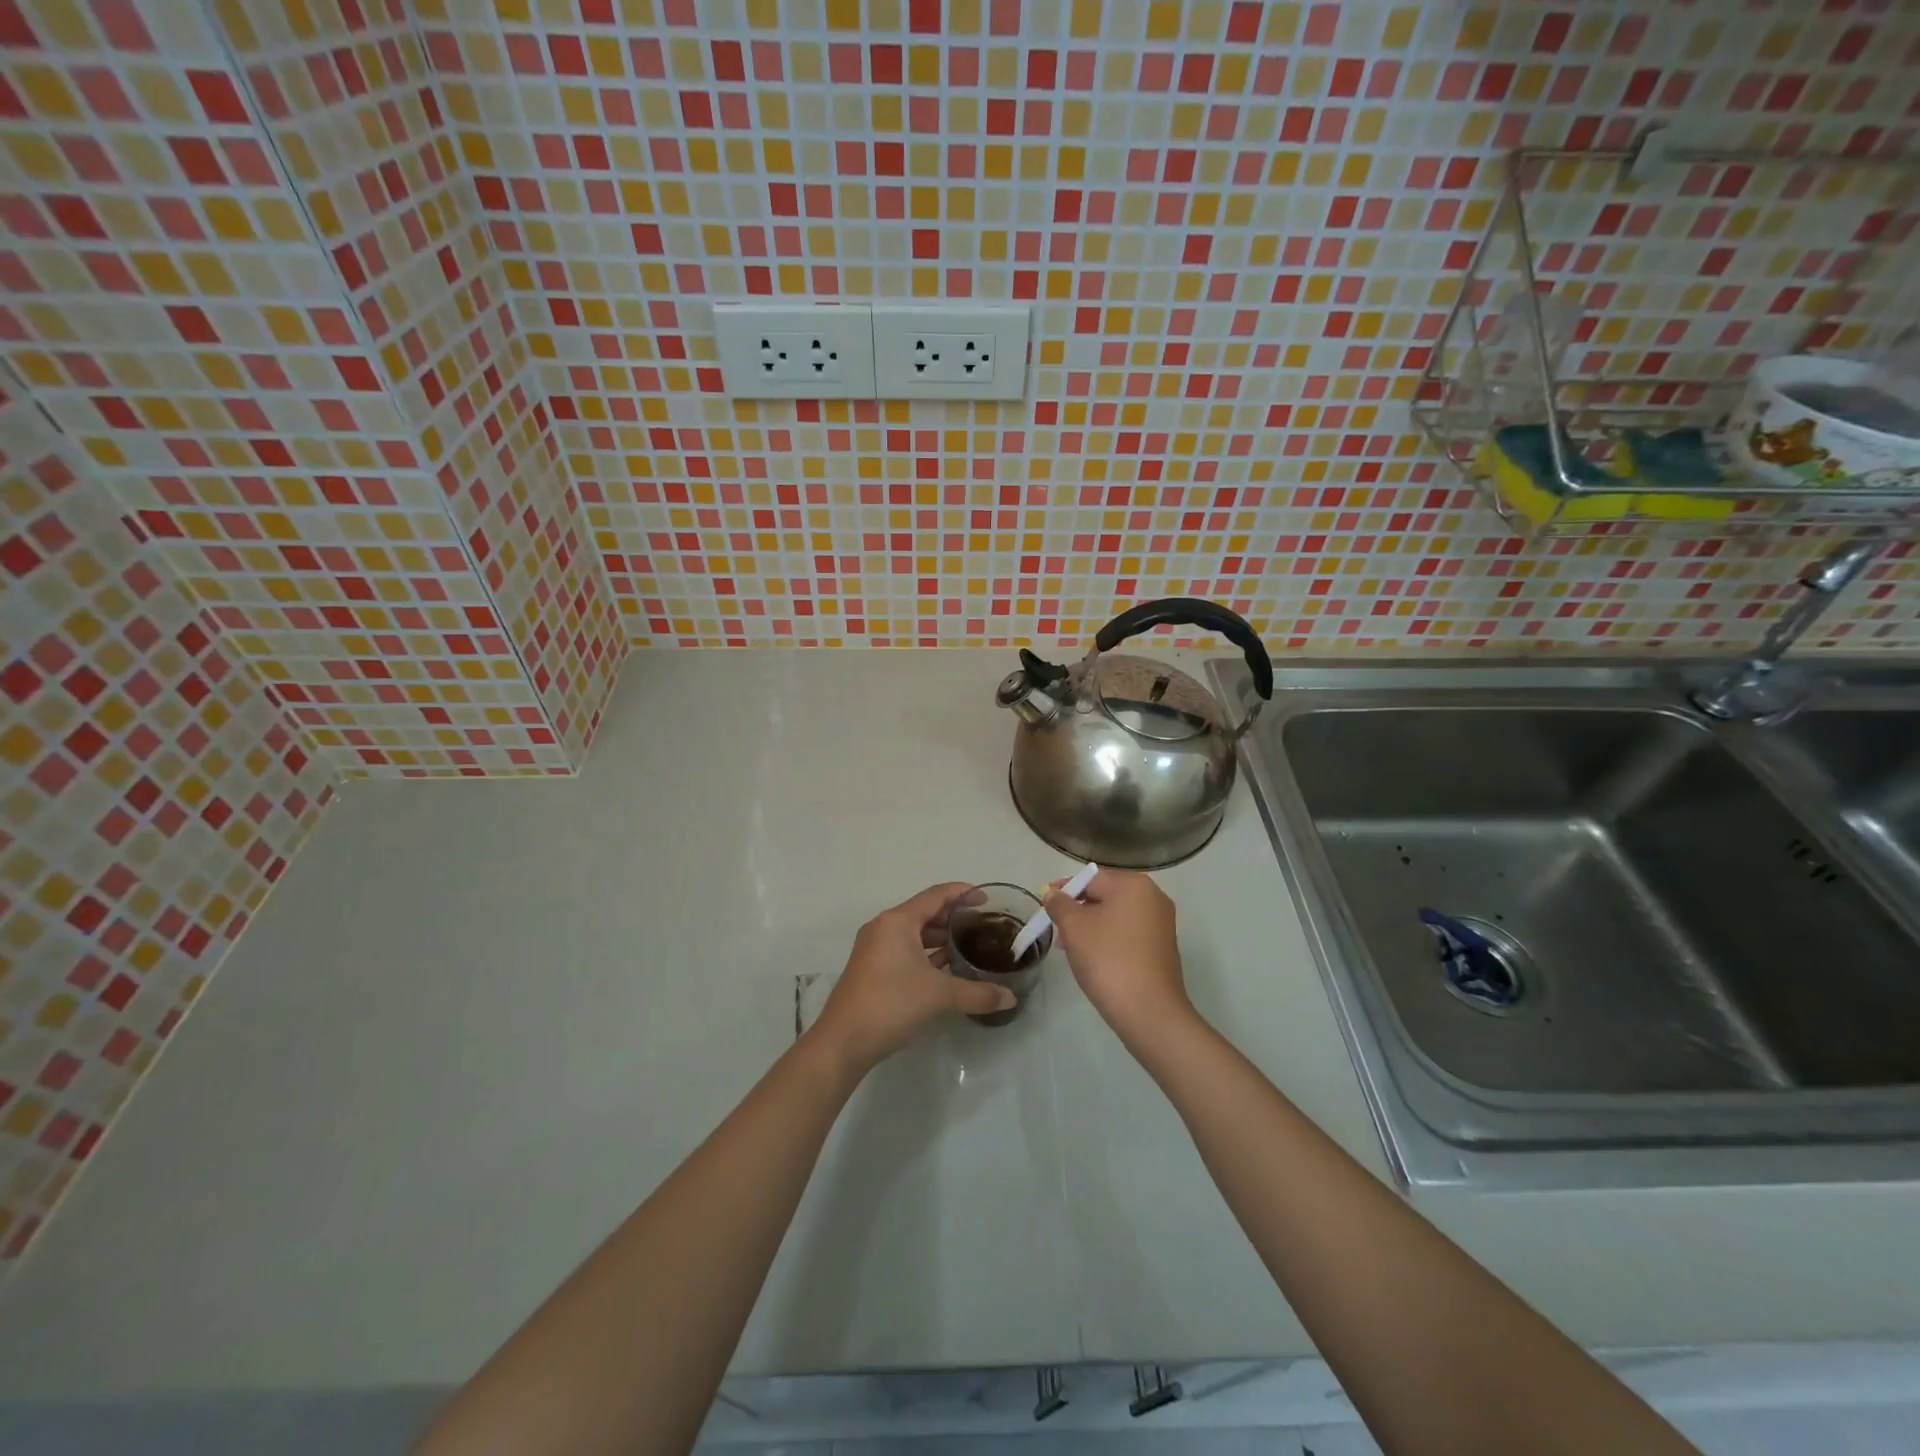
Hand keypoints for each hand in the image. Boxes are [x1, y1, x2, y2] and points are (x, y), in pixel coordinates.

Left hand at [808, 883, 1015, 1076]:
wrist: (843, 1042)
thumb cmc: (891, 1004)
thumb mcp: (939, 996)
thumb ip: (978, 993)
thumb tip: (1011, 998)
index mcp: (897, 922)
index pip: (936, 896)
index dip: (962, 894)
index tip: (987, 899)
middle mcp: (884, 928)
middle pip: (924, 913)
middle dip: (953, 918)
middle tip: (983, 926)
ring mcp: (875, 949)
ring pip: (914, 934)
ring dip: (940, 938)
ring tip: (969, 946)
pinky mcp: (872, 969)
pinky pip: (905, 950)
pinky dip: (926, 954)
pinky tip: (947, 968)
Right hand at [1045, 870, 1192, 1048]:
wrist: (1149, 1012)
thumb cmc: (1108, 960)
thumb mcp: (1074, 927)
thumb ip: (1059, 904)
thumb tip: (1053, 894)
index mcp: (1134, 884)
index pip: (1089, 879)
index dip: (1063, 891)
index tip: (1045, 907)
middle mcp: (1153, 897)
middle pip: (1104, 896)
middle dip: (1077, 911)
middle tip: (1056, 930)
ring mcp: (1162, 923)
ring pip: (1115, 916)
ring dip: (1091, 927)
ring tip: (1069, 948)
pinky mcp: (1163, 947)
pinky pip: (1128, 933)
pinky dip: (1109, 940)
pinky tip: (1093, 959)